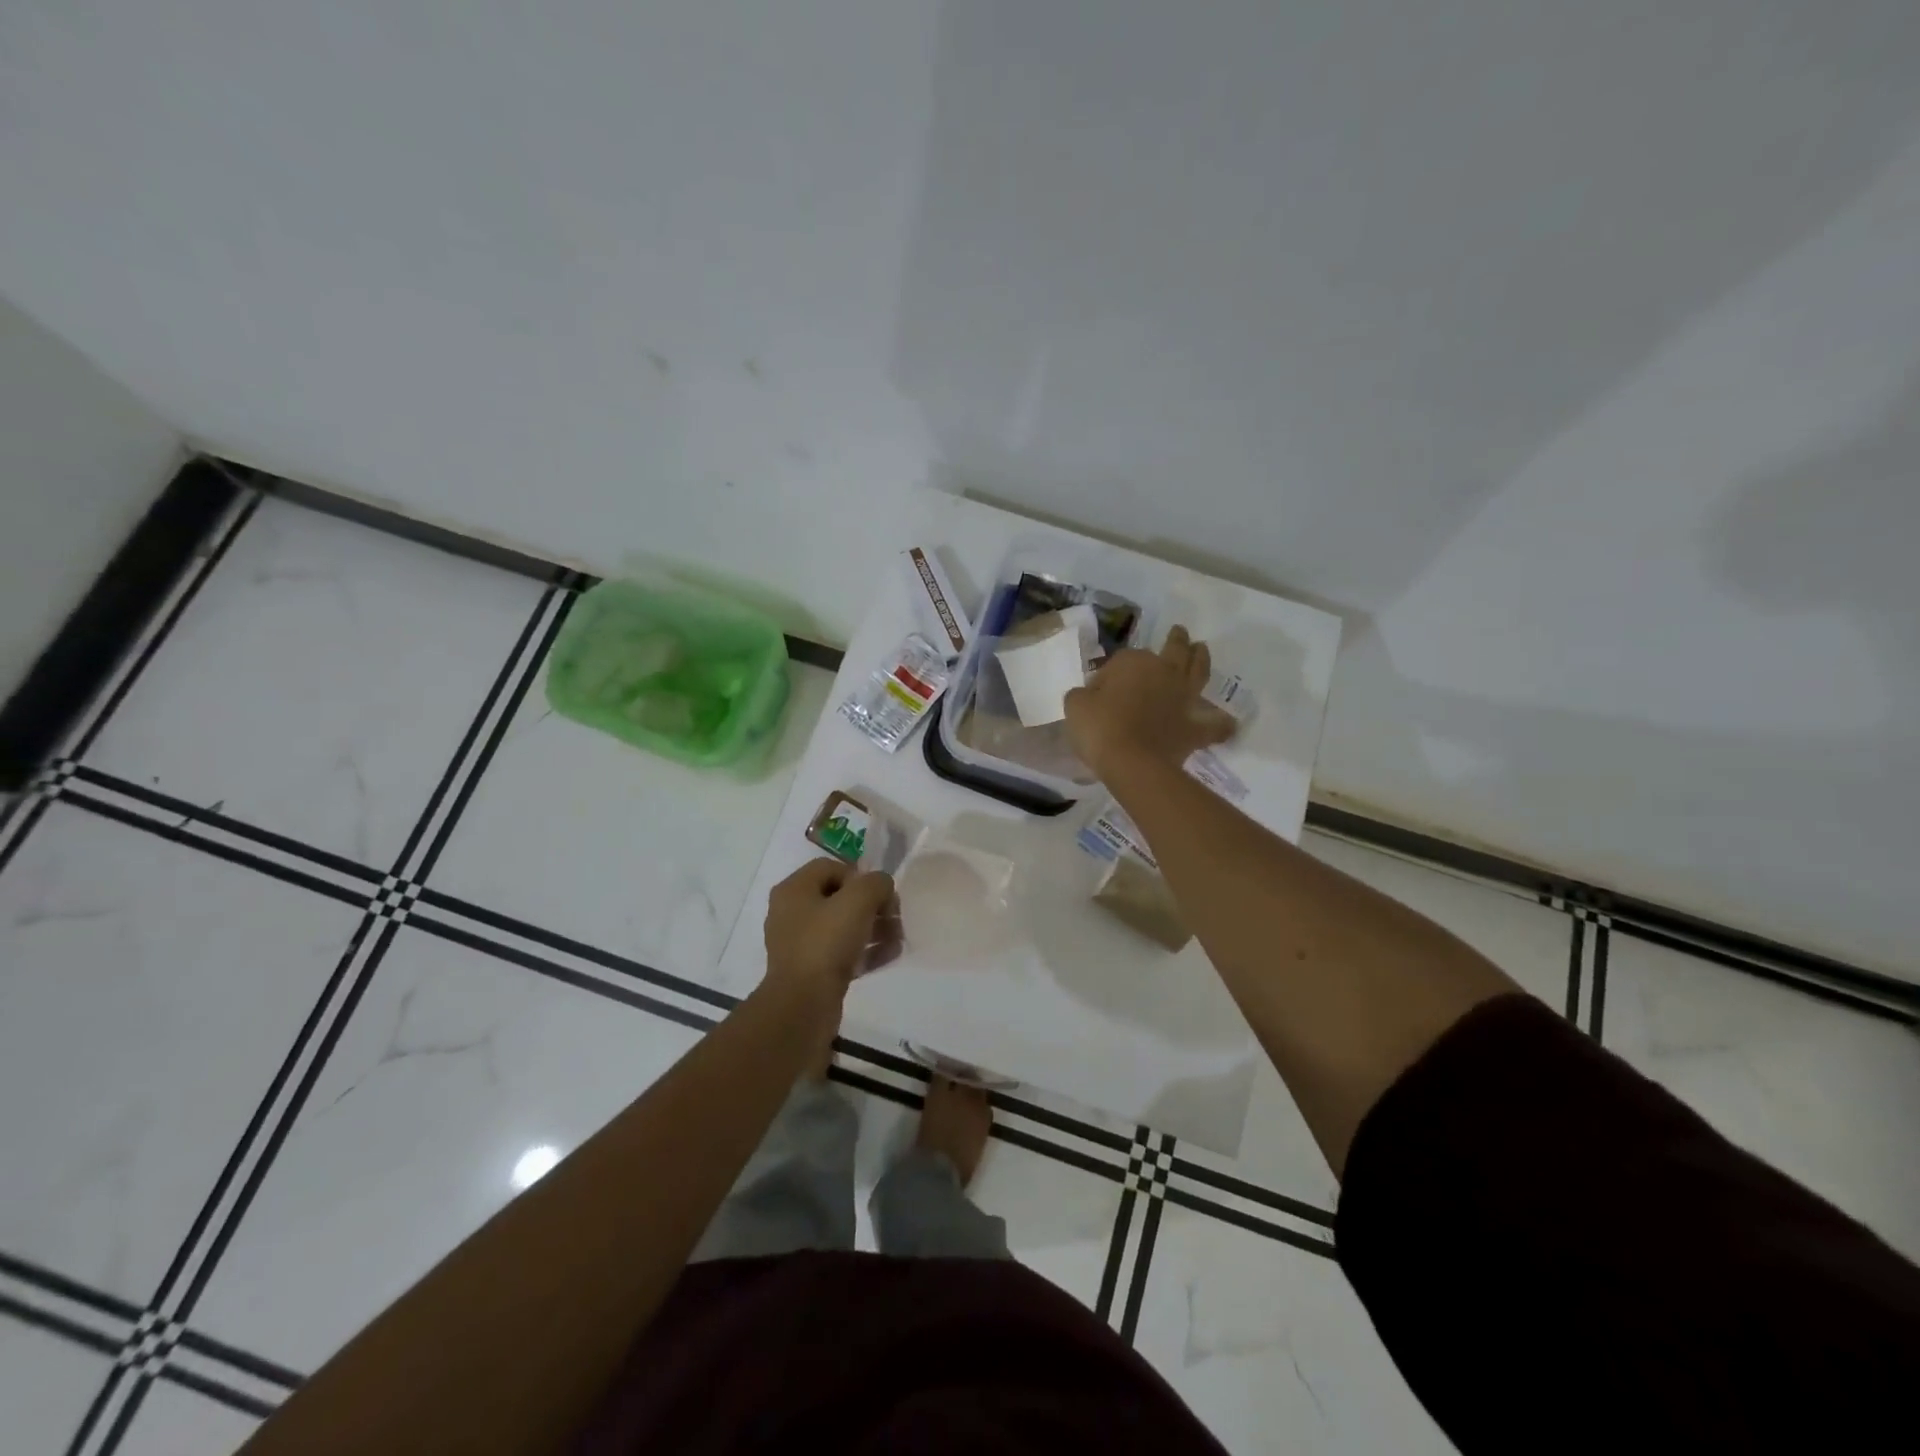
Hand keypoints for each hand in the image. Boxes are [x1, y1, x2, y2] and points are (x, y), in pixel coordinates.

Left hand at [763, 858, 900, 1002]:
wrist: (803, 1005)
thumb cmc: (826, 942)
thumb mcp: (858, 900)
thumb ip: (876, 883)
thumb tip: (882, 887)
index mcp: (794, 890)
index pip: (831, 868)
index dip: (860, 876)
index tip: (880, 893)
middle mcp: (792, 913)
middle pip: (839, 898)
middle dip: (872, 905)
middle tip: (894, 917)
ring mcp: (800, 945)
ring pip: (843, 927)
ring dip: (875, 928)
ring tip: (898, 937)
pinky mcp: (812, 972)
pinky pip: (843, 953)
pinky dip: (866, 951)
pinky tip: (891, 954)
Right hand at [1065, 625, 1235, 777]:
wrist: (1131, 761)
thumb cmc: (1099, 728)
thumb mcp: (1075, 706)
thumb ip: (1082, 695)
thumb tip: (1090, 695)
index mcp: (1133, 662)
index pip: (1122, 661)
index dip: (1111, 674)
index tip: (1100, 690)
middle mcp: (1164, 673)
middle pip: (1173, 650)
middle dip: (1176, 640)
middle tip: (1179, 632)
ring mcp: (1183, 698)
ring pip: (1198, 672)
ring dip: (1201, 659)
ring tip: (1202, 650)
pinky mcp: (1194, 727)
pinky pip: (1214, 725)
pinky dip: (1222, 724)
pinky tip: (1229, 723)